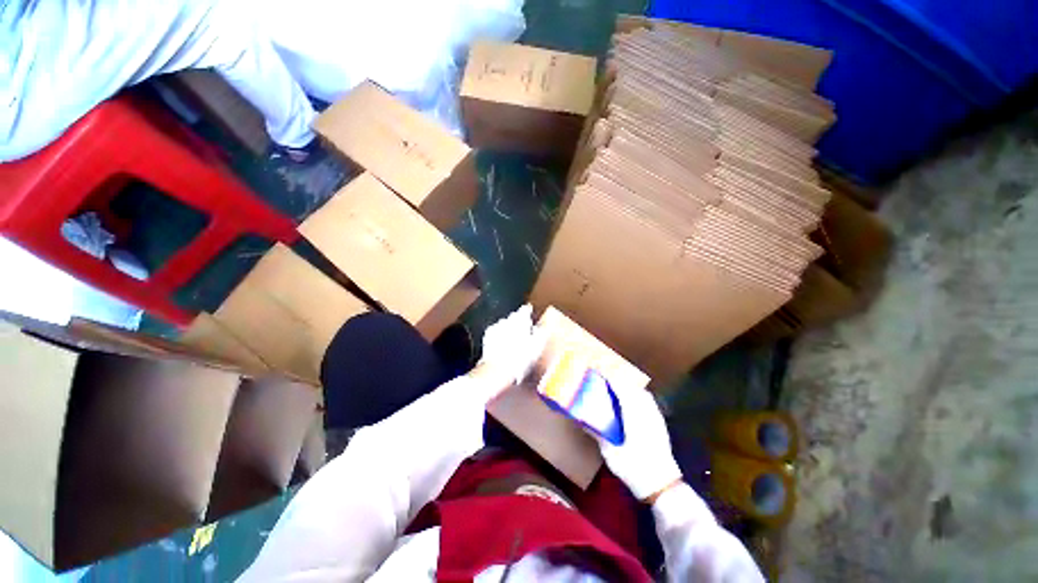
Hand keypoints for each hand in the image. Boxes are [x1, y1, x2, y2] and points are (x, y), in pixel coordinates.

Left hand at [468, 304, 546, 398]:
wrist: (497, 370)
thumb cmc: (519, 359)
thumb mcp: (537, 347)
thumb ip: (541, 334)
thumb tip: (542, 328)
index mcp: (520, 320)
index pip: (525, 309)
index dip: (529, 313)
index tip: (531, 316)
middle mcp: (507, 320)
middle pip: (514, 317)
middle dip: (518, 322)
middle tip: (524, 333)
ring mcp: (495, 327)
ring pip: (504, 324)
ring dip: (509, 329)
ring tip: (514, 342)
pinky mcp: (487, 337)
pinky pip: (496, 333)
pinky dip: (499, 337)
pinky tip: (503, 346)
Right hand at [596, 381, 682, 501]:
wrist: (663, 487)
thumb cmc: (635, 469)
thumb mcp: (611, 453)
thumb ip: (598, 435)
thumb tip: (583, 422)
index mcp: (634, 415)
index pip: (621, 388)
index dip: (610, 377)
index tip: (598, 370)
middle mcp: (647, 411)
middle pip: (633, 387)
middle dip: (619, 379)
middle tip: (605, 378)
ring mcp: (656, 417)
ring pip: (642, 393)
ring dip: (629, 387)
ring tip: (616, 388)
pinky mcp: (660, 424)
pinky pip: (648, 401)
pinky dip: (638, 396)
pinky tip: (631, 403)